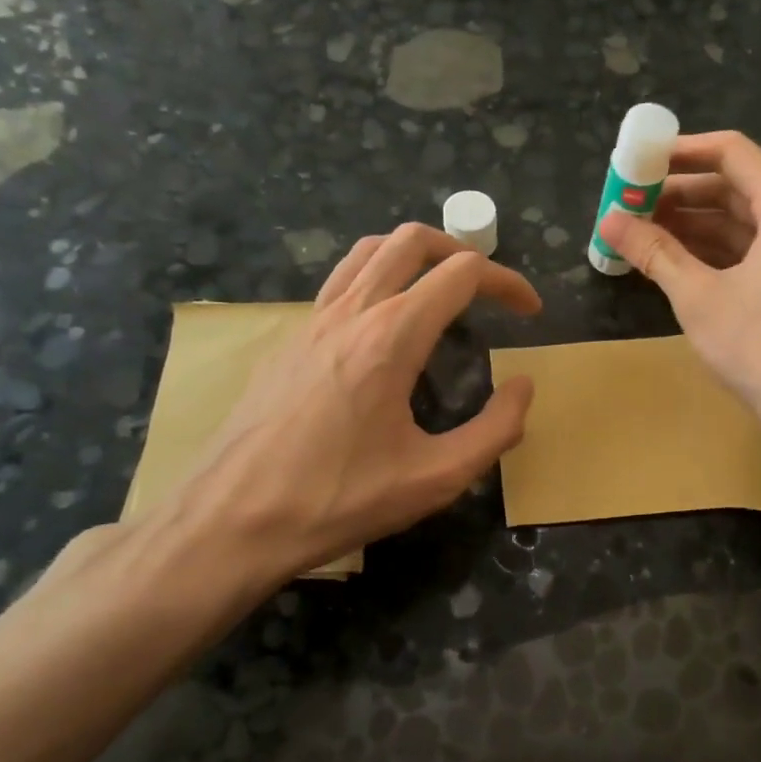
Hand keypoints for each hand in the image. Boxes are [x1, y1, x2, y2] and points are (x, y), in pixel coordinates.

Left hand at [177, 223, 540, 587]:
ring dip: (415, 256)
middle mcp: (351, 311)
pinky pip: (340, 281)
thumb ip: (495, 429)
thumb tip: (522, 387)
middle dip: (463, 252)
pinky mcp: (289, 339)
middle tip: (488, 291)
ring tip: (440, 292)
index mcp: (392, 336)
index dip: (508, 282)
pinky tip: (385, 329)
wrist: (231, 521)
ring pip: (369, 250)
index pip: (463, 273)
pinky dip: (378, 279)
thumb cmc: (339, 499)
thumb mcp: (436, 478)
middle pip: (413, 240)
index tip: (529, 311)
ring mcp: (312, 320)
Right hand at [597, 131, 760, 431]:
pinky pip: (745, 247)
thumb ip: (654, 252)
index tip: (637, 161)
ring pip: (736, 219)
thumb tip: (609, 221)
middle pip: (732, 185)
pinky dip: (708, 249)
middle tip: (628, 202)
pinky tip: (668, 259)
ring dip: (689, 223)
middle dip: (678, 193)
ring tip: (637, 230)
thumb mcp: (697, 295)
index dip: (680, 152)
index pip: (729, 152)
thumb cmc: (760, 344)